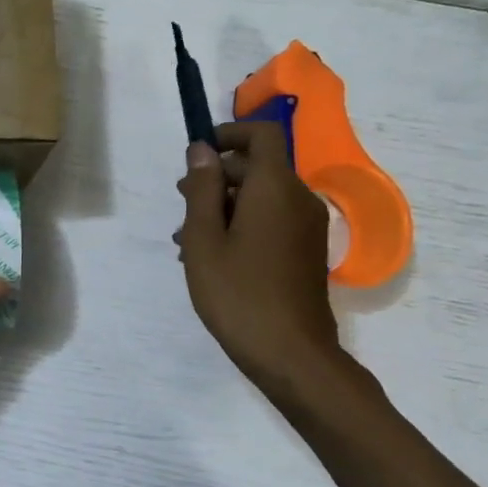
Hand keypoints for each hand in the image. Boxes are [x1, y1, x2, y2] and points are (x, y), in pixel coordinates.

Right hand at [177, 122, 341, 386]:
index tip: (197, 154)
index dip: (229, 133)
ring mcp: (306, 227)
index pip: (262, 135)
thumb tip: (202, 149)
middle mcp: (298, 199)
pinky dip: (242, 224)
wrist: (290, 353)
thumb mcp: (205, 239)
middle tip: (181, 204)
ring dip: (224, 205)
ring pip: (261, 197)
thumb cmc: (237, 293)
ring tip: (187, 238)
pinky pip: (272, 220)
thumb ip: (202, 189)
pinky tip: (212, 256)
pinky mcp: (305, 251)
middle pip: (258, 167)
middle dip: (217, 177)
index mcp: (274, 188)